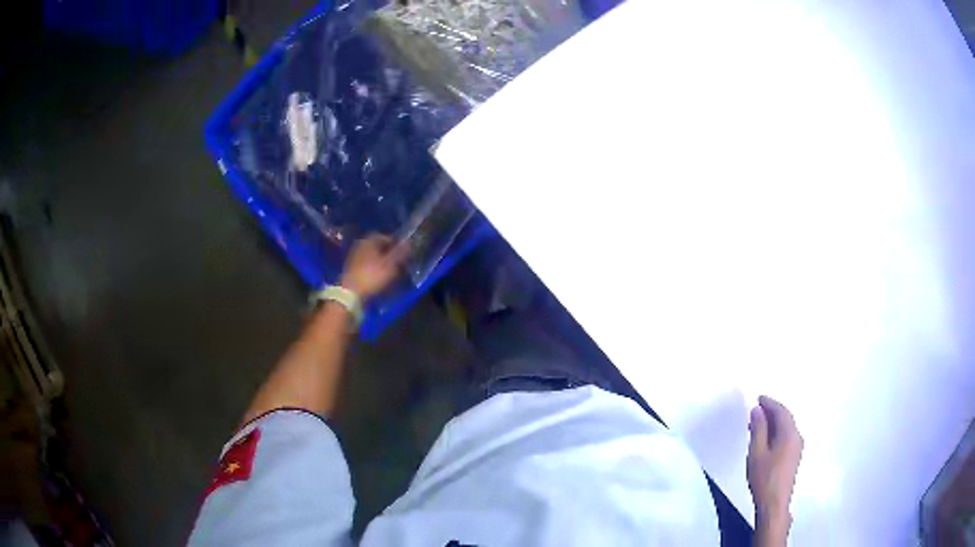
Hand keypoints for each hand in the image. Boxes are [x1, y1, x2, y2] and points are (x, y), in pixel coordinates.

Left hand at [339, 234, 406, 299]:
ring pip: (373, 255)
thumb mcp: (390, 264)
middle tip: (398, 264)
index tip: (404, 256)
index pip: (387, 237)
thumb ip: (399, 252)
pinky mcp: (351, 266)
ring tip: (390, 272)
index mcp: (370, 239)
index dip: (397, 246)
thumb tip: (407, 241)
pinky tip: (378, 276)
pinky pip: (367, 263)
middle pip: (379, 246)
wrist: (350, 292)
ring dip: (382, 261)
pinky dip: (374, 267)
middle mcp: (361, 243)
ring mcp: (354, 254)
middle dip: (389, 253)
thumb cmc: (372, 276)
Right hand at [747, 395, 802, 543]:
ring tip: (757, 424)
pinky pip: (786, 436)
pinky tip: (766, 439)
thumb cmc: (764, 478)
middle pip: (786, 418)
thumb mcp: (756, 452)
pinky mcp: (794, 457)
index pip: (781, 411)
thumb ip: (758, 429)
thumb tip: (757, 410)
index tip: (757, 398)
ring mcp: (797, 448)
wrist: (774, 503)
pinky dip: (776, 432)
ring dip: (773, 422)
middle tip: (756, 410)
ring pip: (786, 427)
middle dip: (772, 411)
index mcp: (789, 433)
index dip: (769, 403)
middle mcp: (797, 437)